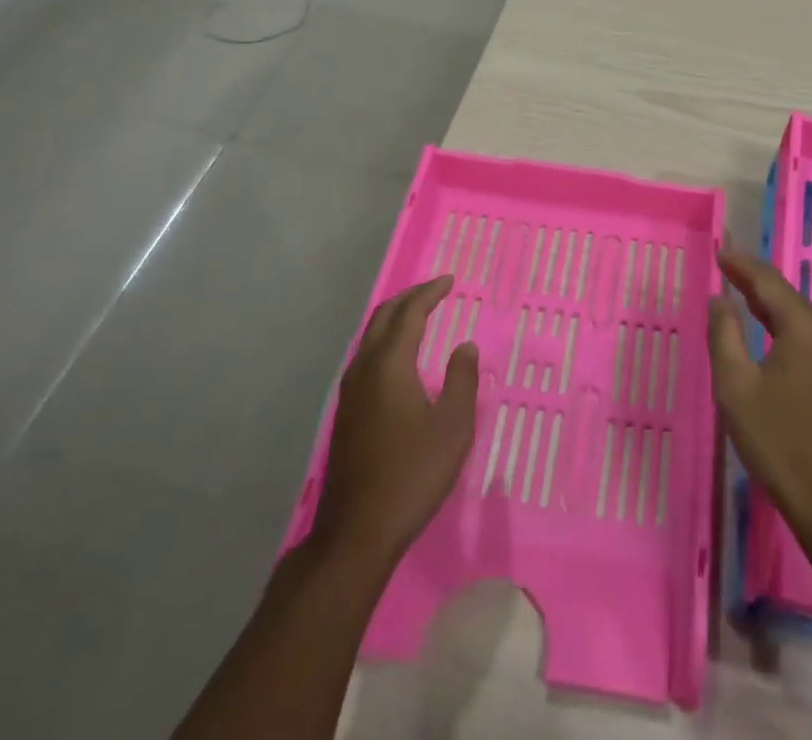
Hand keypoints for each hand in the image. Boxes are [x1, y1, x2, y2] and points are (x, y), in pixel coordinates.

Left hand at [311, 275, 478, 567]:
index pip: (409, 314)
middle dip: (409, 298)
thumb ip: (462, 380)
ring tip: (418, 314)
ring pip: (370, 337)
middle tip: (434, 290)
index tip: (450, 281)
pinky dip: (385, 340)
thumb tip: (464, 346)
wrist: (357, 532)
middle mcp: (364, 370)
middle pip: (383, 318)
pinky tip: (398, 356)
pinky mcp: (346, 413)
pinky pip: (365, 356)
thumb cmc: (412, 474)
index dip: (430, 293)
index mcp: (390, 366)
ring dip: (394, 318)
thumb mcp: (453, 427)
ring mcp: (350, 393)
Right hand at [709, 249, 811, 547]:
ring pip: (796, 314)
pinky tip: (764, 328)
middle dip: (752, 281)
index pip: (767, 281)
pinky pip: (807, 333)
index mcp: (805, 326)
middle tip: (723, 268)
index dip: (740, 265)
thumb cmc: (780, 442)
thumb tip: (719, 299)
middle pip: (785, 295)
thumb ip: (724, 335)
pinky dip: (781, 324)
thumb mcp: (736, 387)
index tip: (719, 252)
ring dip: (767, 304)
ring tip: (737, 292)